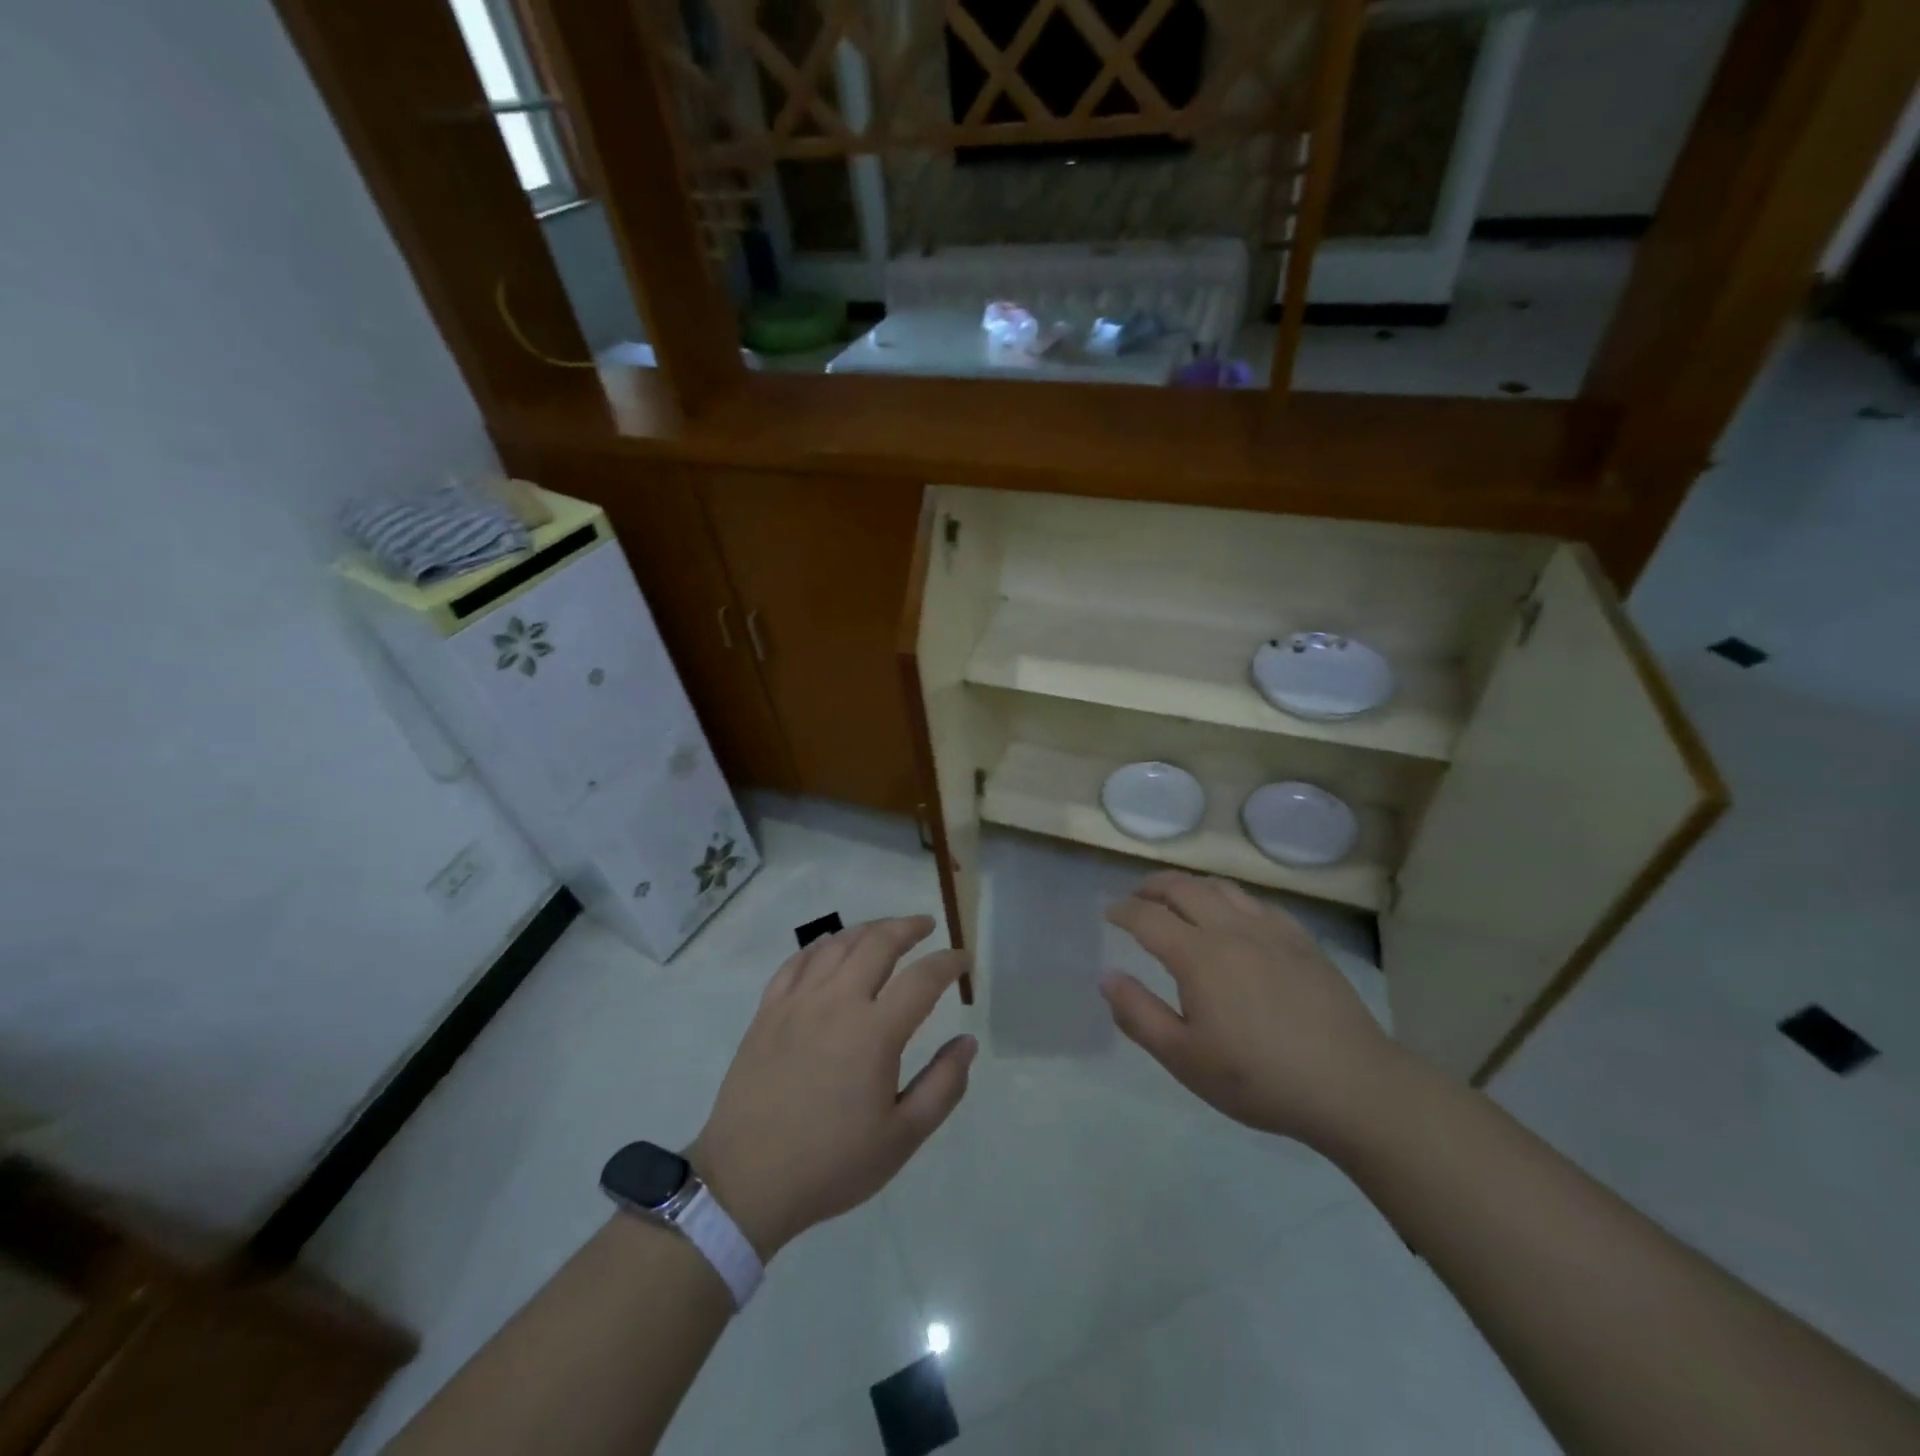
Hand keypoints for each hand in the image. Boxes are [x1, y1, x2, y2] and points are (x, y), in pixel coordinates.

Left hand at [688, 916, 975, 1259]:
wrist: (746, 1182)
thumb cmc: (831, 1164)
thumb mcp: (901, 1138)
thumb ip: (943, 1086)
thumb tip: (967, 1042)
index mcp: (874, 1033)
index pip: (923, 978)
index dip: (948, 963)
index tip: (963, 959)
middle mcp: (837, 1002)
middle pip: (878, 943)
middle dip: (908, 928)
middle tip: (926, 926)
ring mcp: (797, 1002)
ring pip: (837, 944)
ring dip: (868, 930)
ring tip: (885, 931)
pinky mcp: (768, 1011)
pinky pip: (797, 961)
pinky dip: (821, 946)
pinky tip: (831, 948)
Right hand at [1100, 872, 1405, 1148]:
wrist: (1351, 1085)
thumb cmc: (1258, 1078)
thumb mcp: (1184, 1058)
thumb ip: (1138, 1014)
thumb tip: (1107, 976)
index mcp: (1198, 956)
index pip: (1148, 917)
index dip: (1123, 911)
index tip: (1109, 913)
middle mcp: (1231, 929)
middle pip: (1183, 888)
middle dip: (1152, 887)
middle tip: (1136, 897)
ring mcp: (1271, 931)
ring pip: (1221, 888)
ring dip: (1190, 886)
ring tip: (1178, 898)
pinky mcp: (1302, 941)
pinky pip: (1257, 903)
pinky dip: (1231, 898)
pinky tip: (1234, 915)